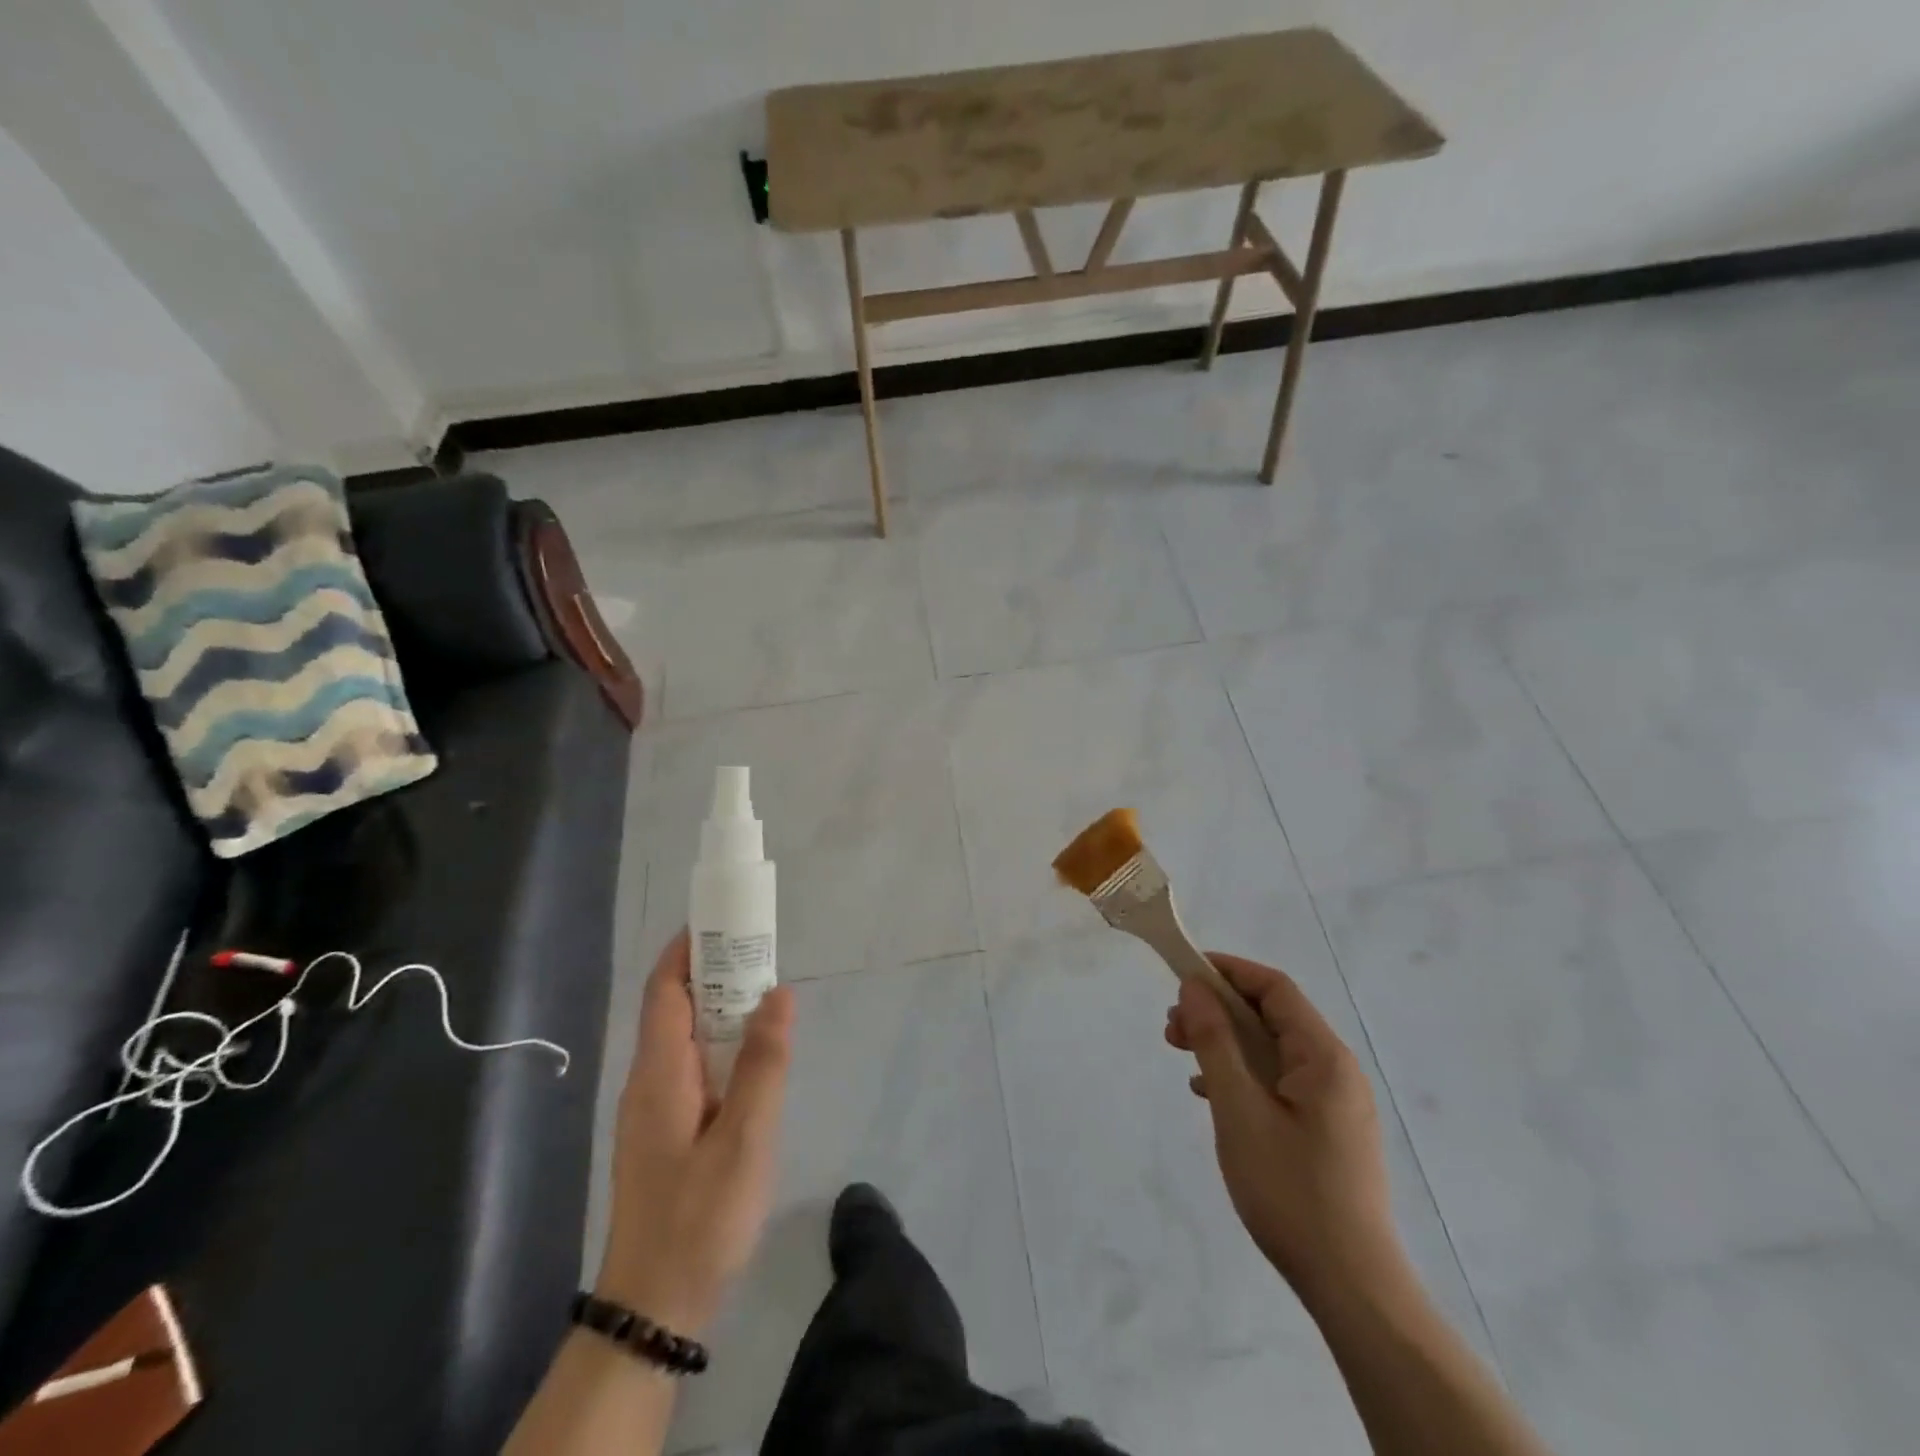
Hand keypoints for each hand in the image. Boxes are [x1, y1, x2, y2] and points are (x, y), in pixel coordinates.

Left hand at [595, 930, 794, 1335]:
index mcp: (660, 1071)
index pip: (665, 988)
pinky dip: (722, 1043)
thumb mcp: (745, 1138)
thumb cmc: (700, 1217)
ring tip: (768, 994)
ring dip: (722, 1007)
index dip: (689, 947)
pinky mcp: (666, 1130)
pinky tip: (755, 1057)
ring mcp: (655, 1107)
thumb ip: (765, 1063)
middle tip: (765, 952)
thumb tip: (779, 991)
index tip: (727, 918)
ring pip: (686, 1037)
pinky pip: (693, 1066)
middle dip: (716, 971)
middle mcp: (650, 1079)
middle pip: (676, 1005)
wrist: (654, 1307)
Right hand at [1165, 954, 1401, 1302]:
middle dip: (1218, 1011)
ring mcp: (1335, 1102)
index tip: (1182, 974)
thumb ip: (1215, 1042)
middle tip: (1172, 1028)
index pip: (1274, 988)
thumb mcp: (1239, 1110)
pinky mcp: (1328, 1130)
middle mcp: (1336, 1069)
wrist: (1352, 1287)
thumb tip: (1195, 988)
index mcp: (1323, 1056)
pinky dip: (1242, 1074)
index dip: (1228, 971)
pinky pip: (1280, 1081)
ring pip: (1272, 1050)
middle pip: (1272, 1017)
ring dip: (1226, 1043)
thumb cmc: (1290, 1192)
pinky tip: (1211, 1094)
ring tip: (1183, 1057)